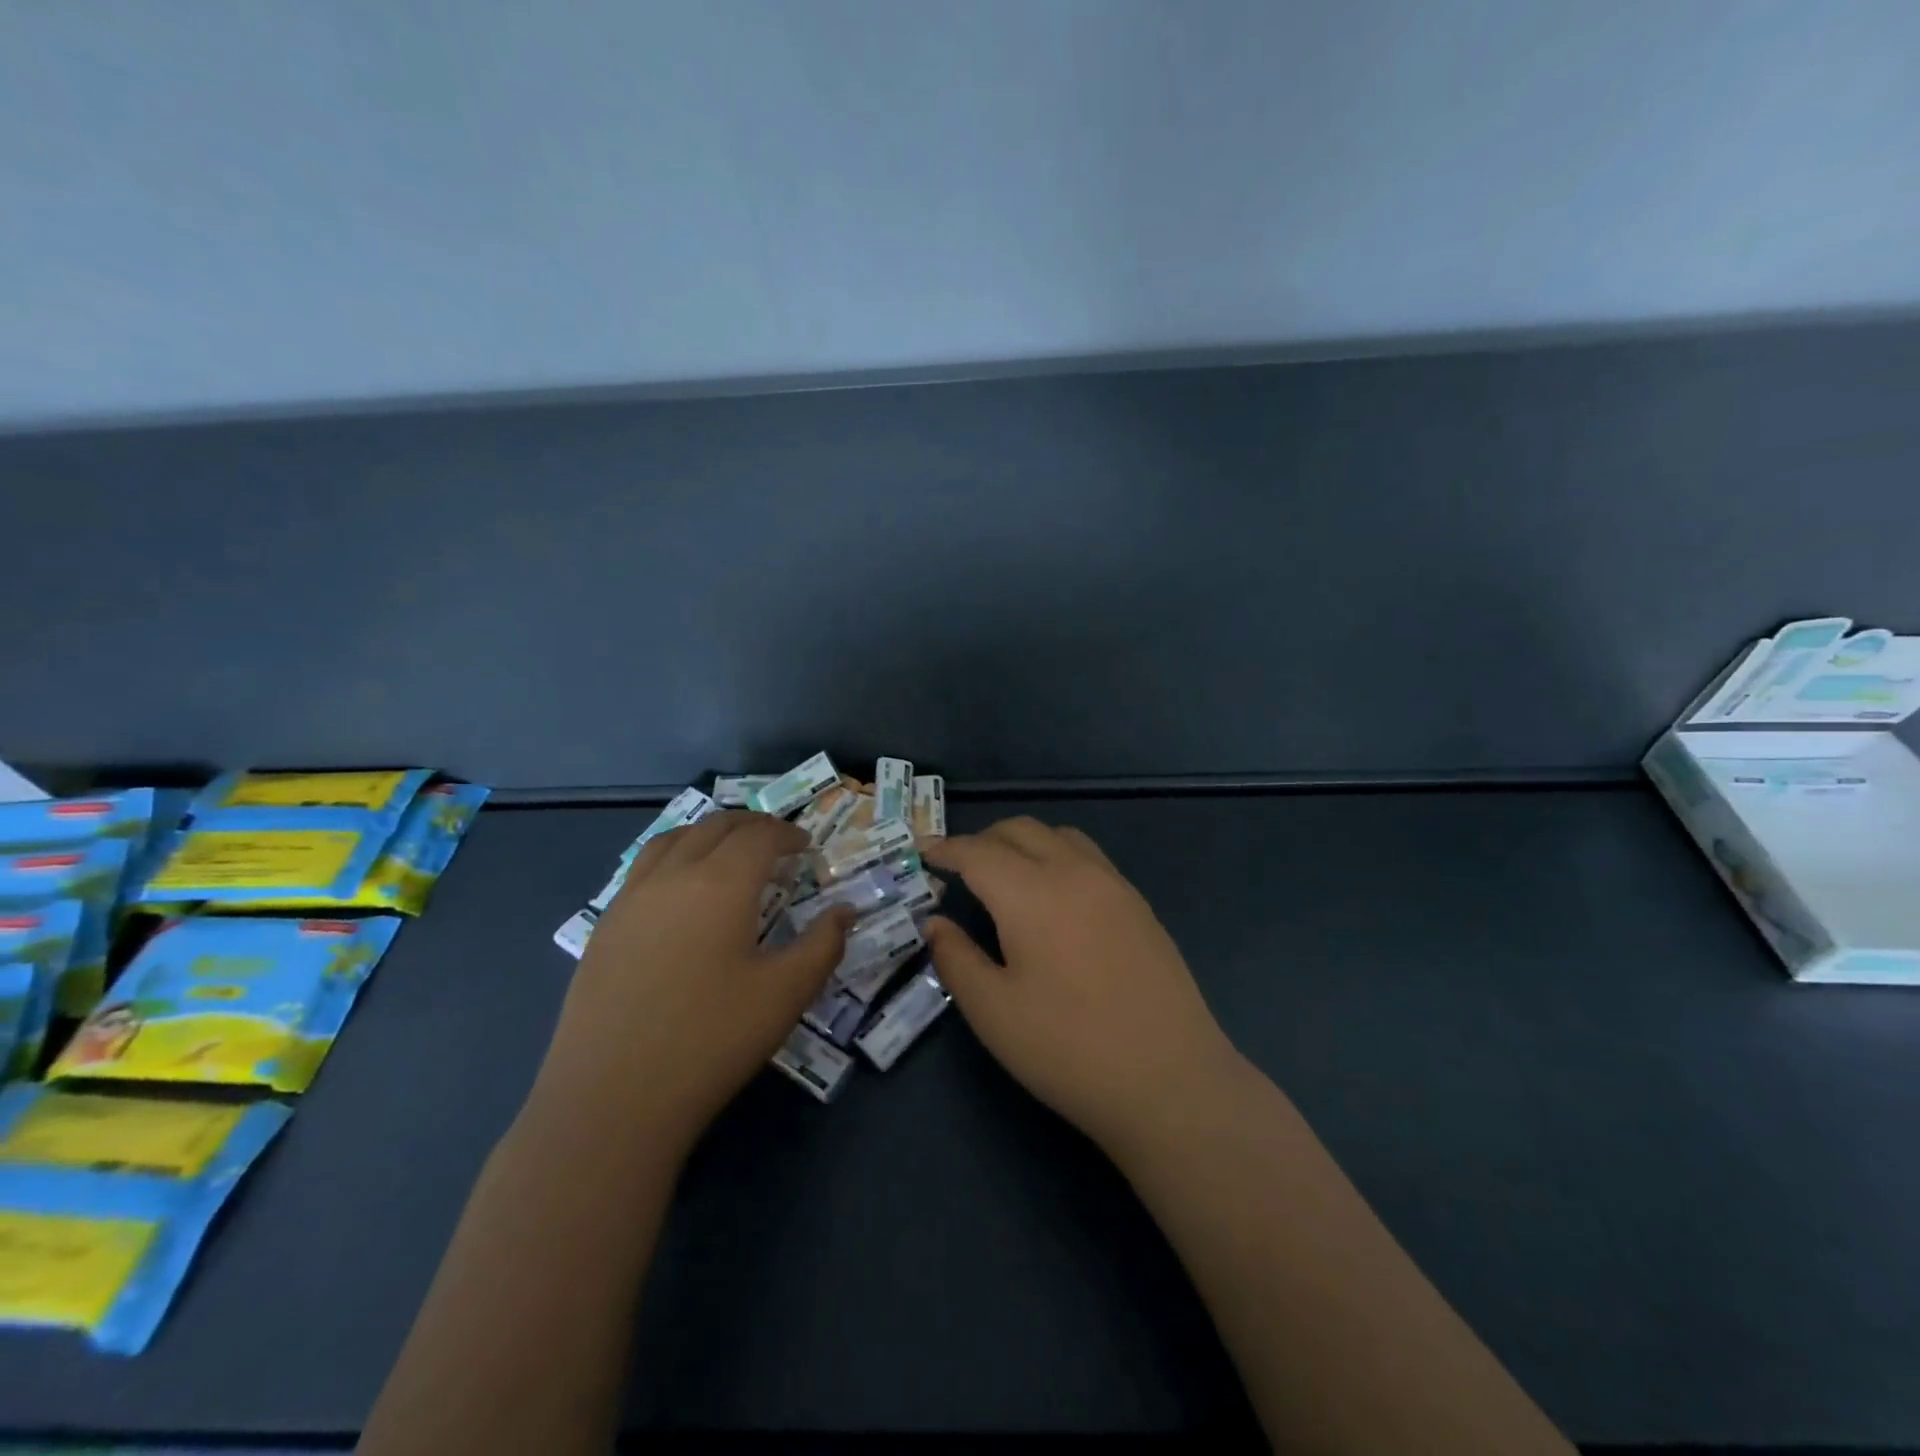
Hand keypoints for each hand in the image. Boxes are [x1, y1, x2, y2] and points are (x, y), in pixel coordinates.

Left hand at [536, 811, 851, 1158]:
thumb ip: (823, 944)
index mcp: (719, 884)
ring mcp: (630, 899)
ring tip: (729, 852)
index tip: (806, 847)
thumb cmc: (711, 1040)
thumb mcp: (785, 994)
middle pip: (714, 826)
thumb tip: (845, 912)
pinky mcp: (605, 927)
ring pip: (673, 839)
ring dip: (708, 833)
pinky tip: (681, 892)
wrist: (611, 1099)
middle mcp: (672, 876)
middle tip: (776, 842)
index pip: (759, 836)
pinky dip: (674, 856)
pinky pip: (643, 868)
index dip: (787, 834)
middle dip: (751, 826)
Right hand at [924, 817, 1240, 1155]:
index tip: (922, 854)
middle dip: (982, 840)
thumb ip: (956, 958)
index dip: (945, 849)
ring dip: (1023, 842)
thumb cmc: (1068, 1048)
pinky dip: (1058, 856)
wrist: (1169, 1079)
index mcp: (1031, 893)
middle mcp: (1073, 872)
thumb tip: (935, 923)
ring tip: (1005, 876)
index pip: (978, 852)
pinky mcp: (1138, 905)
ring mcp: (1113, 884)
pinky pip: (1088, 856)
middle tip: (958, 868)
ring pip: (1059, 836)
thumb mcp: (993, 1012)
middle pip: (1019, 830)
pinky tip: (1054, 897)